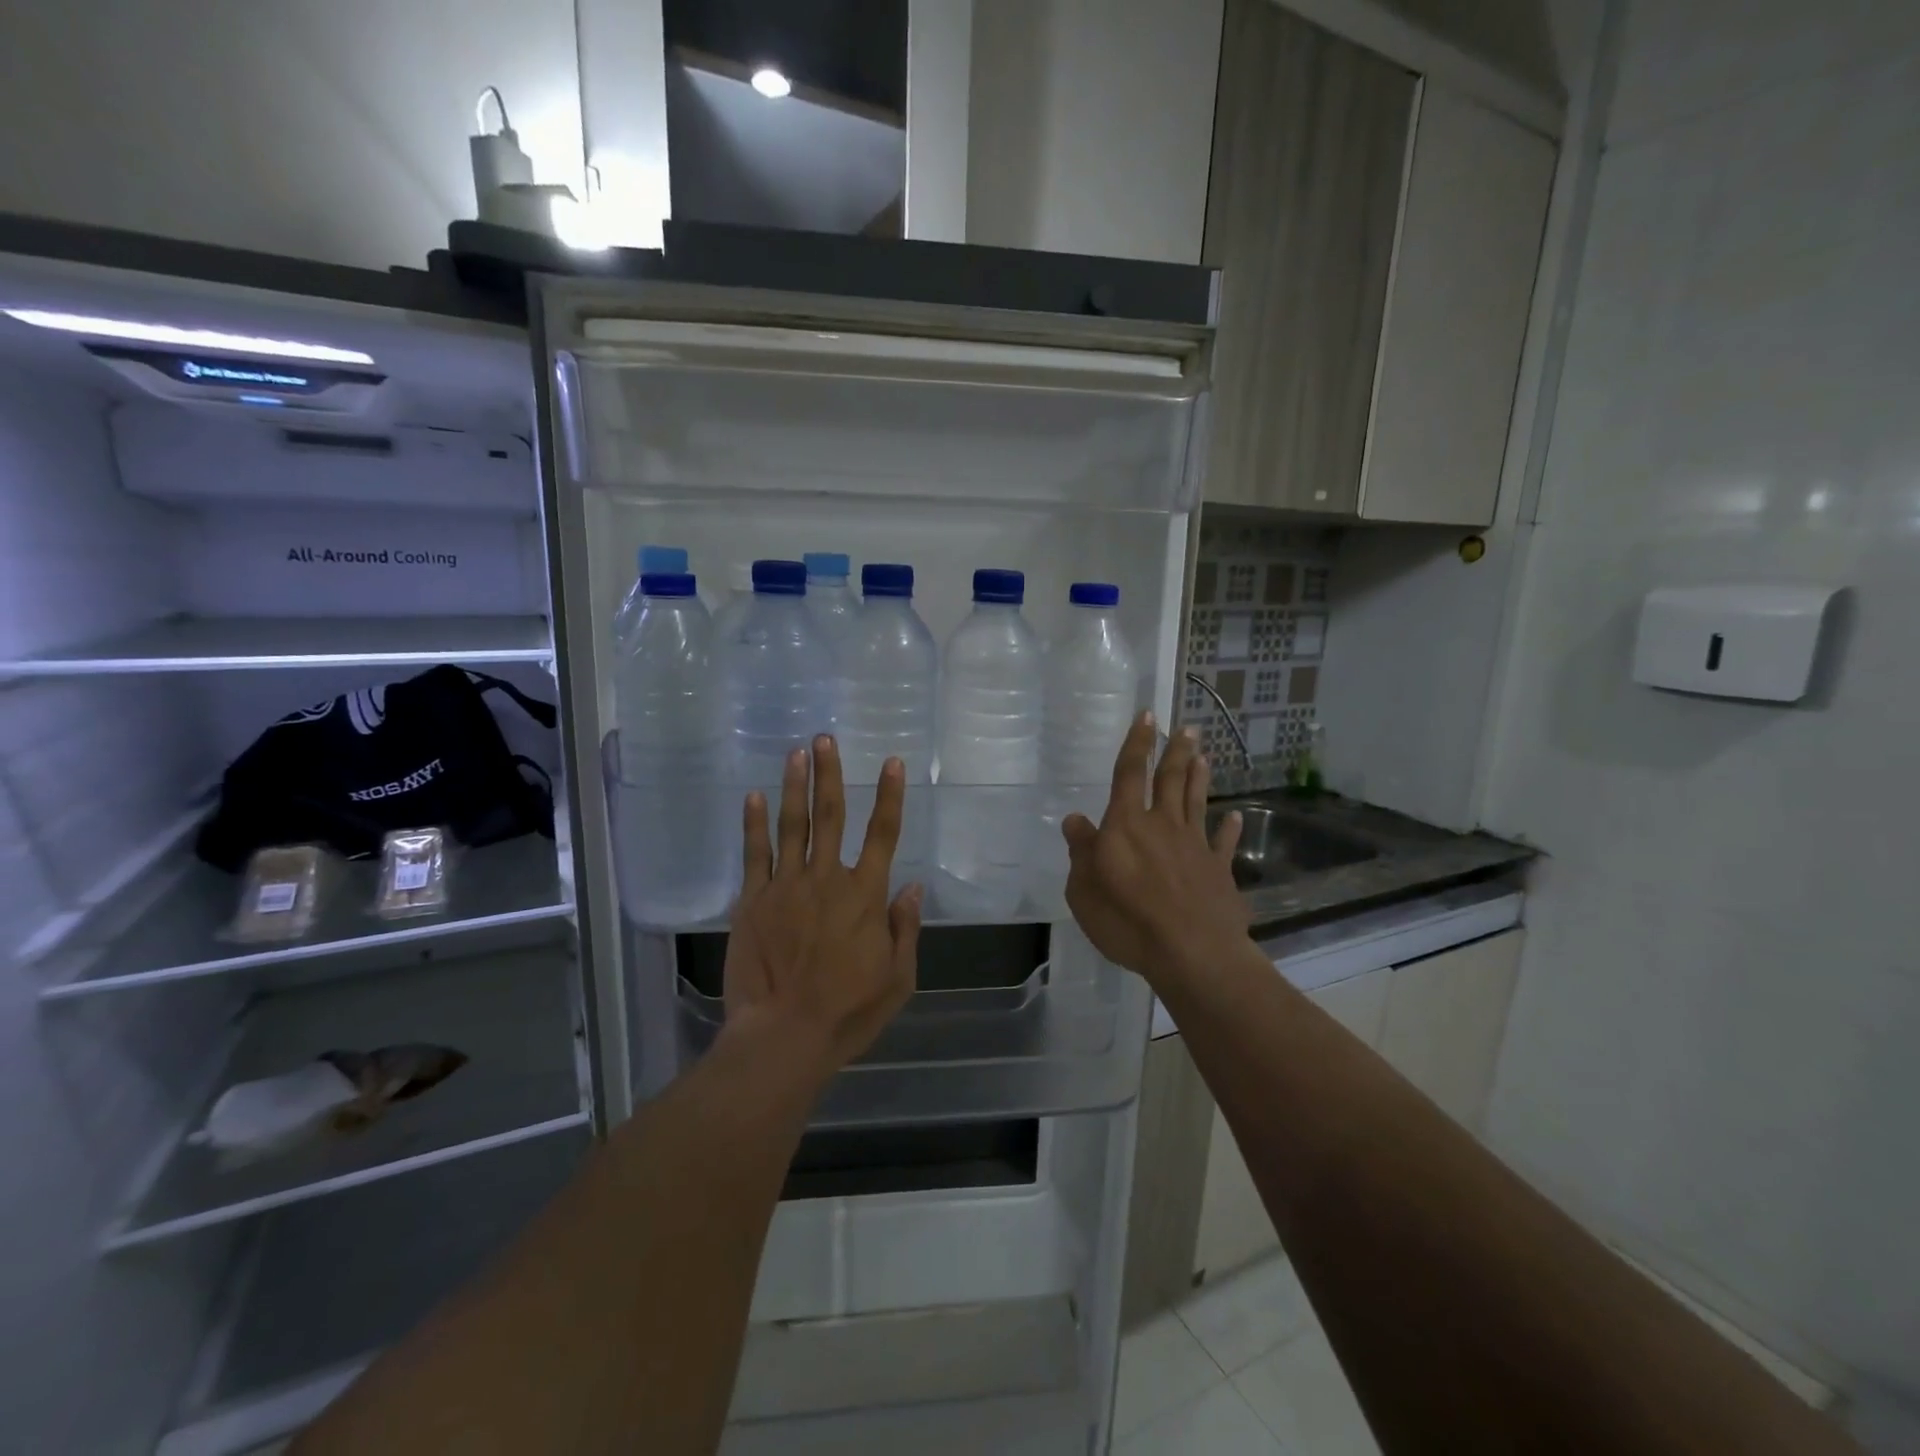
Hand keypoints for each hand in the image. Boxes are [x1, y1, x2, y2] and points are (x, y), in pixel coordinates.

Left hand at [722, 736, 922, 1084]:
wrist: (783, 1035)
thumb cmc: (848, 1012)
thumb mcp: (898, 979)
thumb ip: (905, 929)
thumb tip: (912, 887)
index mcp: (865, 895)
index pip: (883, 834)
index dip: (889, 796)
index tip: (890, 763)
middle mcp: (827, 879)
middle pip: (831, 815)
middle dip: (830, 774)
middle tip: (825, 739)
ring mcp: (785, 886)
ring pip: (793, 825)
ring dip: (795, 786)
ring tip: (796, 753)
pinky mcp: (753, 900)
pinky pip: (755, 853)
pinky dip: (754, 823)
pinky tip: (755, 797)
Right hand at [1062, 713, 1249, 989]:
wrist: (1191, 952)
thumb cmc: (1127, 920)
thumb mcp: (1084, 890)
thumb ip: (1081, 851)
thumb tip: (1075, 820)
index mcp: (1126, 825)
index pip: (1129, 774)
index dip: (1137, 744)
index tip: (1148, 716)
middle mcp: (1162, 825)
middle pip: (1170, 780)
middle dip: (1176, 752)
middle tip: (1187, 728)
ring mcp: (1194, 846)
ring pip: (1196, 802)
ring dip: (1199, 778)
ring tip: (1203, 755)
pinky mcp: (1218, 871)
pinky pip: (1223, 844)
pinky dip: (1229, 829)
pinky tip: (1235, 817)